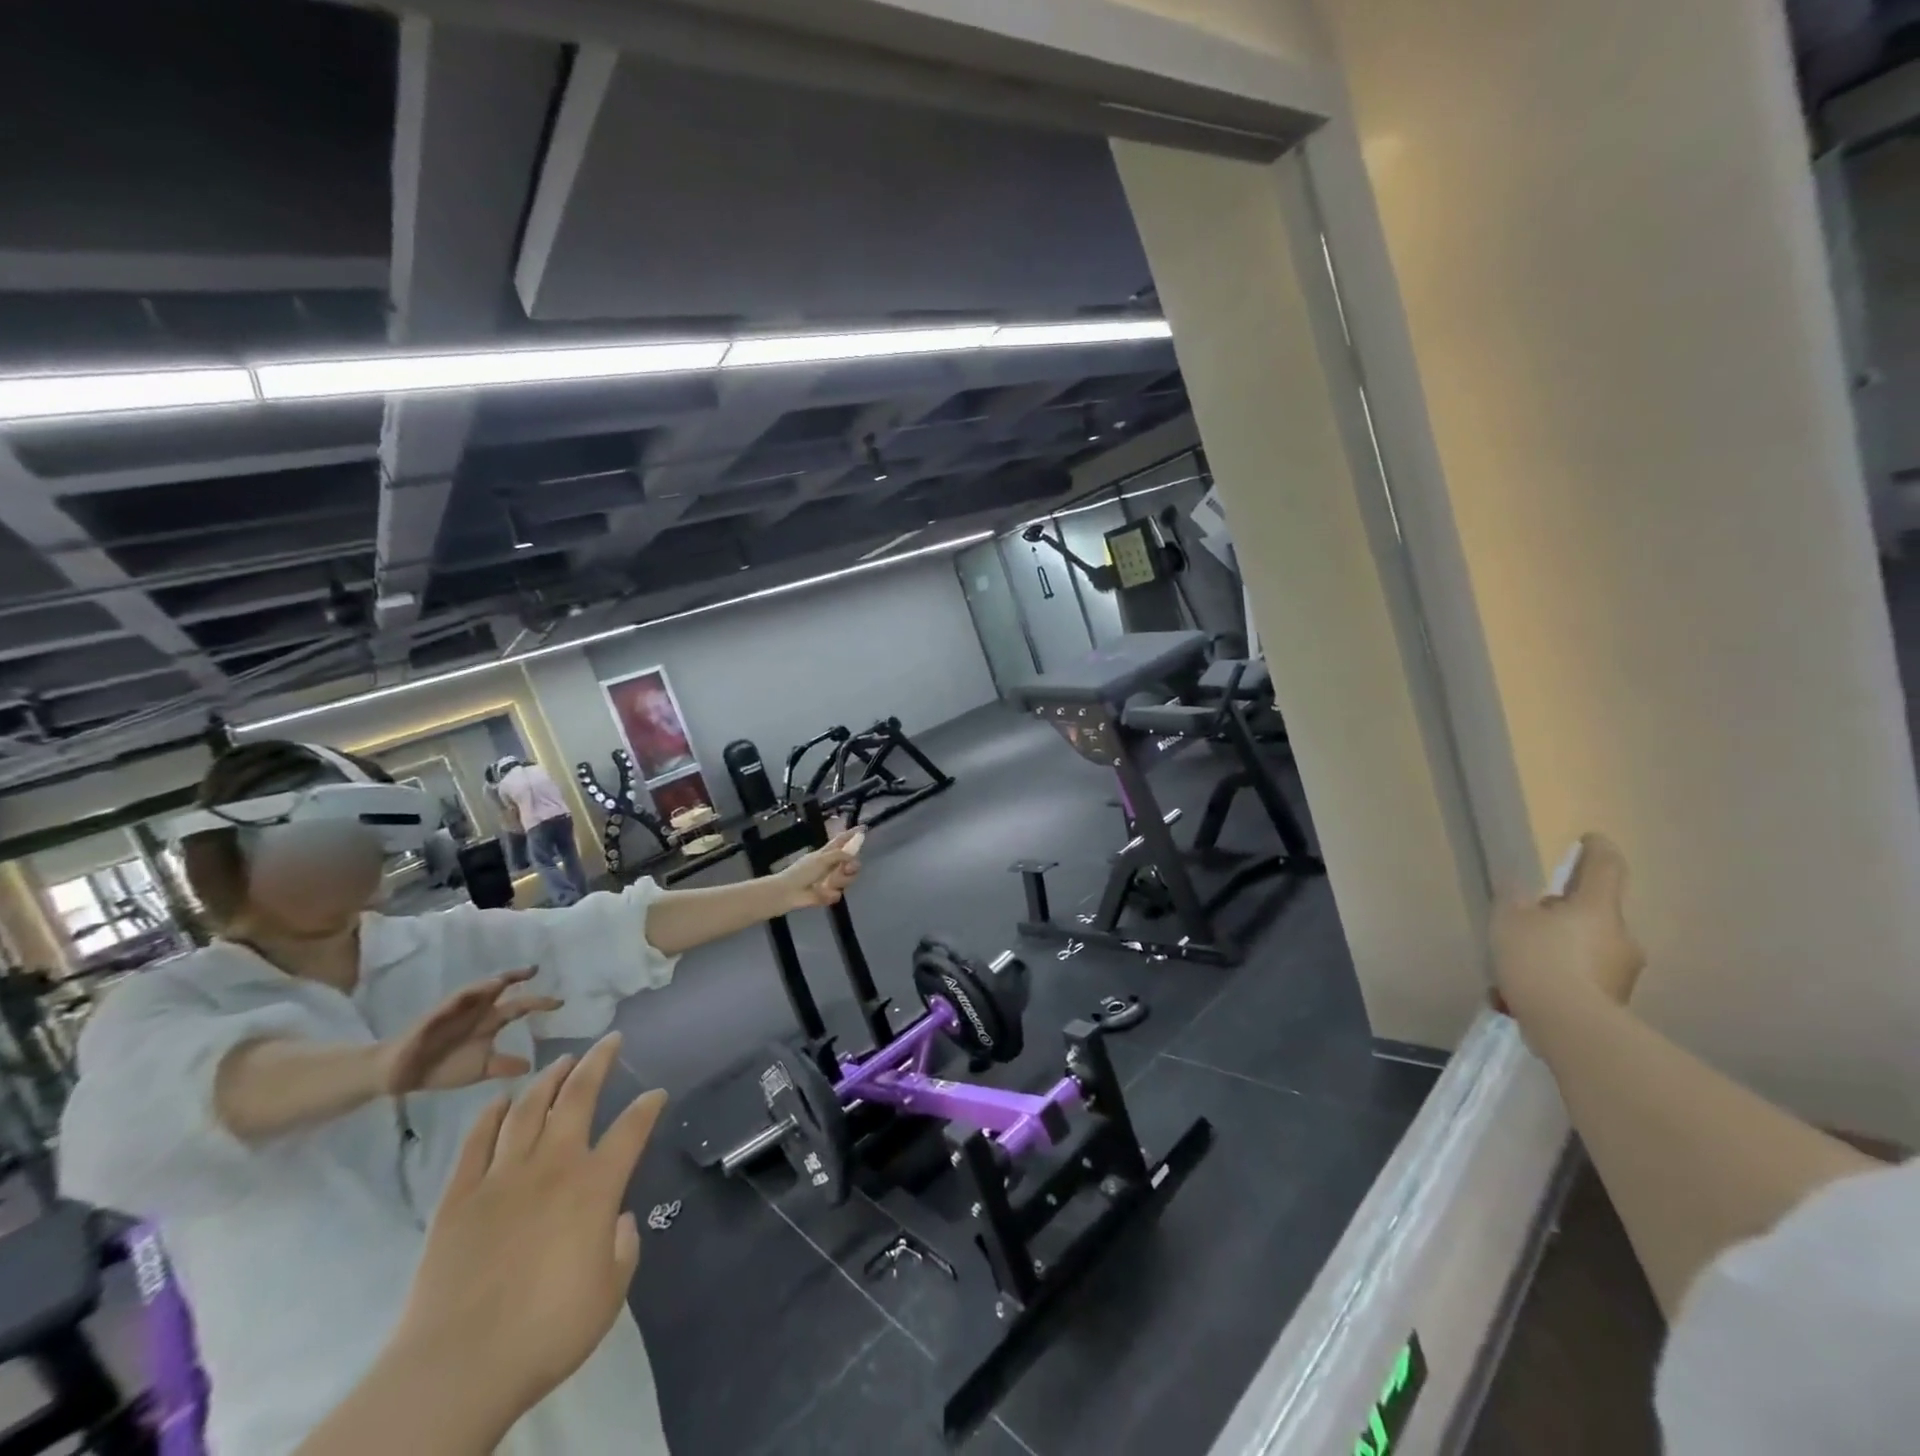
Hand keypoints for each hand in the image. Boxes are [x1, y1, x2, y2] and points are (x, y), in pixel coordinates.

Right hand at [379, 970, 563, 1094]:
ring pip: (476, 990)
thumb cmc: (443, 1067)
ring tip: (506, 978)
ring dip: (490, 983)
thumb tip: (532, 1067)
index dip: (539, 1002)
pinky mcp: (432, 1017)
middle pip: (501, 988)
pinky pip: (449, 1003)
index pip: (519, 1006)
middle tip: (535, 969)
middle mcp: (477, 1011)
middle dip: (517, 977)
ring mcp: (454, 1012)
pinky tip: (471, 995)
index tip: (561, 1002)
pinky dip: (462, 998)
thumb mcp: (481, 1068)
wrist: (401, 1076)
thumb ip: (505, 1065)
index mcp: (490, 1022)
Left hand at [391, 1036, 665, 1420]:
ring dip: (547, 1080)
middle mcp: (553, 1166)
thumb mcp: (609, 1293)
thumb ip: (622, 1248)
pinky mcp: (459, 1198)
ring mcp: (502, 1178)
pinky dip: (488, 1117)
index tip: (657, 1093)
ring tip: (560, 1061)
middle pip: (577, 1097)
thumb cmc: (546, 1332)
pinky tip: (498, 1101)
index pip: (631, 1129)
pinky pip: (475, 1143)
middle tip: (609, 1039)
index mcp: (595, 1186)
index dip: (648, 1107)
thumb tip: (615, 1220)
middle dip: (597, 1062)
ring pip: (527, 1109)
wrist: (457, 1368)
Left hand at [775, 829, 863, 910]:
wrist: (789, 893)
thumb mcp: (821, 859)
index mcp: (826, 853)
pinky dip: (831, 894)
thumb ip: (839, 855)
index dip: (851, 834)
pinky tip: (823, 893)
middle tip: (846, 868)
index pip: (841, 841)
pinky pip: (838, 894)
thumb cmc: (802, 872)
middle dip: (852, 866)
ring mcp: (830, 880)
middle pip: (851, 863)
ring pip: (848, 879)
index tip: (863, 828)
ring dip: (841, 880)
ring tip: (830, 883)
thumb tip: (852, 855)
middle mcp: (831, 865)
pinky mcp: (828, 895)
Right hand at [1491, 833, 1644, 1016]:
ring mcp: (1623, 971)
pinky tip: (1522, 994)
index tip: (1590, 839)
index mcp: (1598, 908)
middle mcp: (1620, 935)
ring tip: (1516, 965)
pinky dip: (1558, 977)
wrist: (1570, 1027)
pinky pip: (1583, 977)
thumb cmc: (1539, 960)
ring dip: (1558, 948)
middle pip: (1593, 912)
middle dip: (1563, 913)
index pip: (1606, 868)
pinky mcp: (1615, 1000)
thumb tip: (1521, 888)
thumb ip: (1515, 899)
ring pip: (1586, 946)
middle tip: (1528, 920)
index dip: (1598, 850)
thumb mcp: (1509, 920)